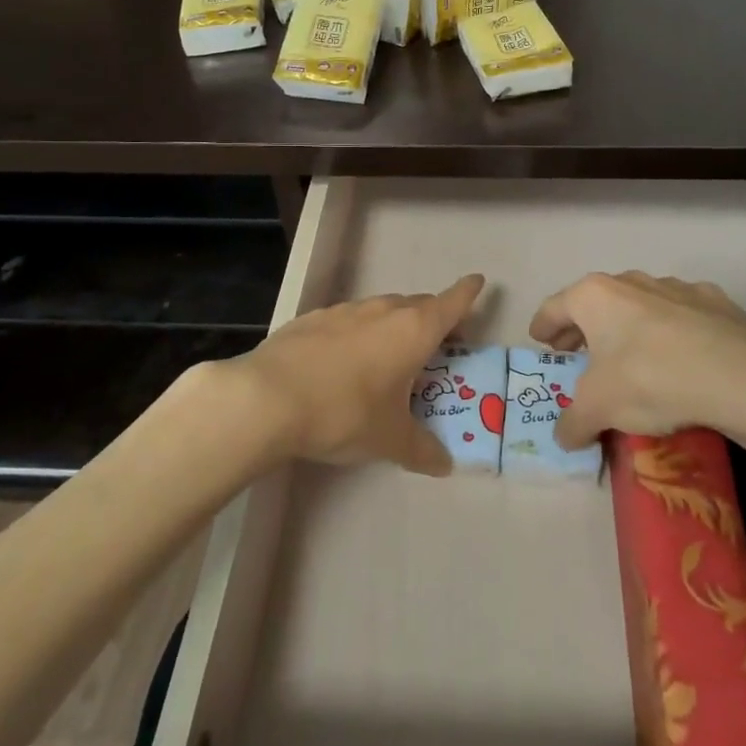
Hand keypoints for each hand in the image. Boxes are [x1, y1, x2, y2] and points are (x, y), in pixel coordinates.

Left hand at [237, 274, 484, 476]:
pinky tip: (342, 362)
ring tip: (389, 358)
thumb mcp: (389, 440)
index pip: (451, 303)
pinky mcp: (312, 319)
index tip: (478, 281)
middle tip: (438, 345)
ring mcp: (344, 310)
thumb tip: (443, 464)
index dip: (468, 293)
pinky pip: (347, 321)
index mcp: (413, 330)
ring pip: (381, 311)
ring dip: (393, 327)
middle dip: (432, 319)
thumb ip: (421, 450)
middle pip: (418, 305)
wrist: (267, 398)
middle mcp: (383, 310)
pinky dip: (357, 334)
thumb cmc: (345, 413)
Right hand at [530, 272, 745, 449]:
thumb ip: (573, 422)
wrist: (736, 375)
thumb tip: (563, 437)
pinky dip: (674, 329)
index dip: (544, 325)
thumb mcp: (598, 409)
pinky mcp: (714, 301)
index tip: (540, 339)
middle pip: (596, 302)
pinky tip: (681, 353)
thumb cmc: (649, 379)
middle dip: (584, 326)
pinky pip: (683, 314)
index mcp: (594, 296)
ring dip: (629, 325)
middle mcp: (630, 281)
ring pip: (640, 303)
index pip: (555, 307)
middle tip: (576, 350)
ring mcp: (675, 287)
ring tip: (630, 354)